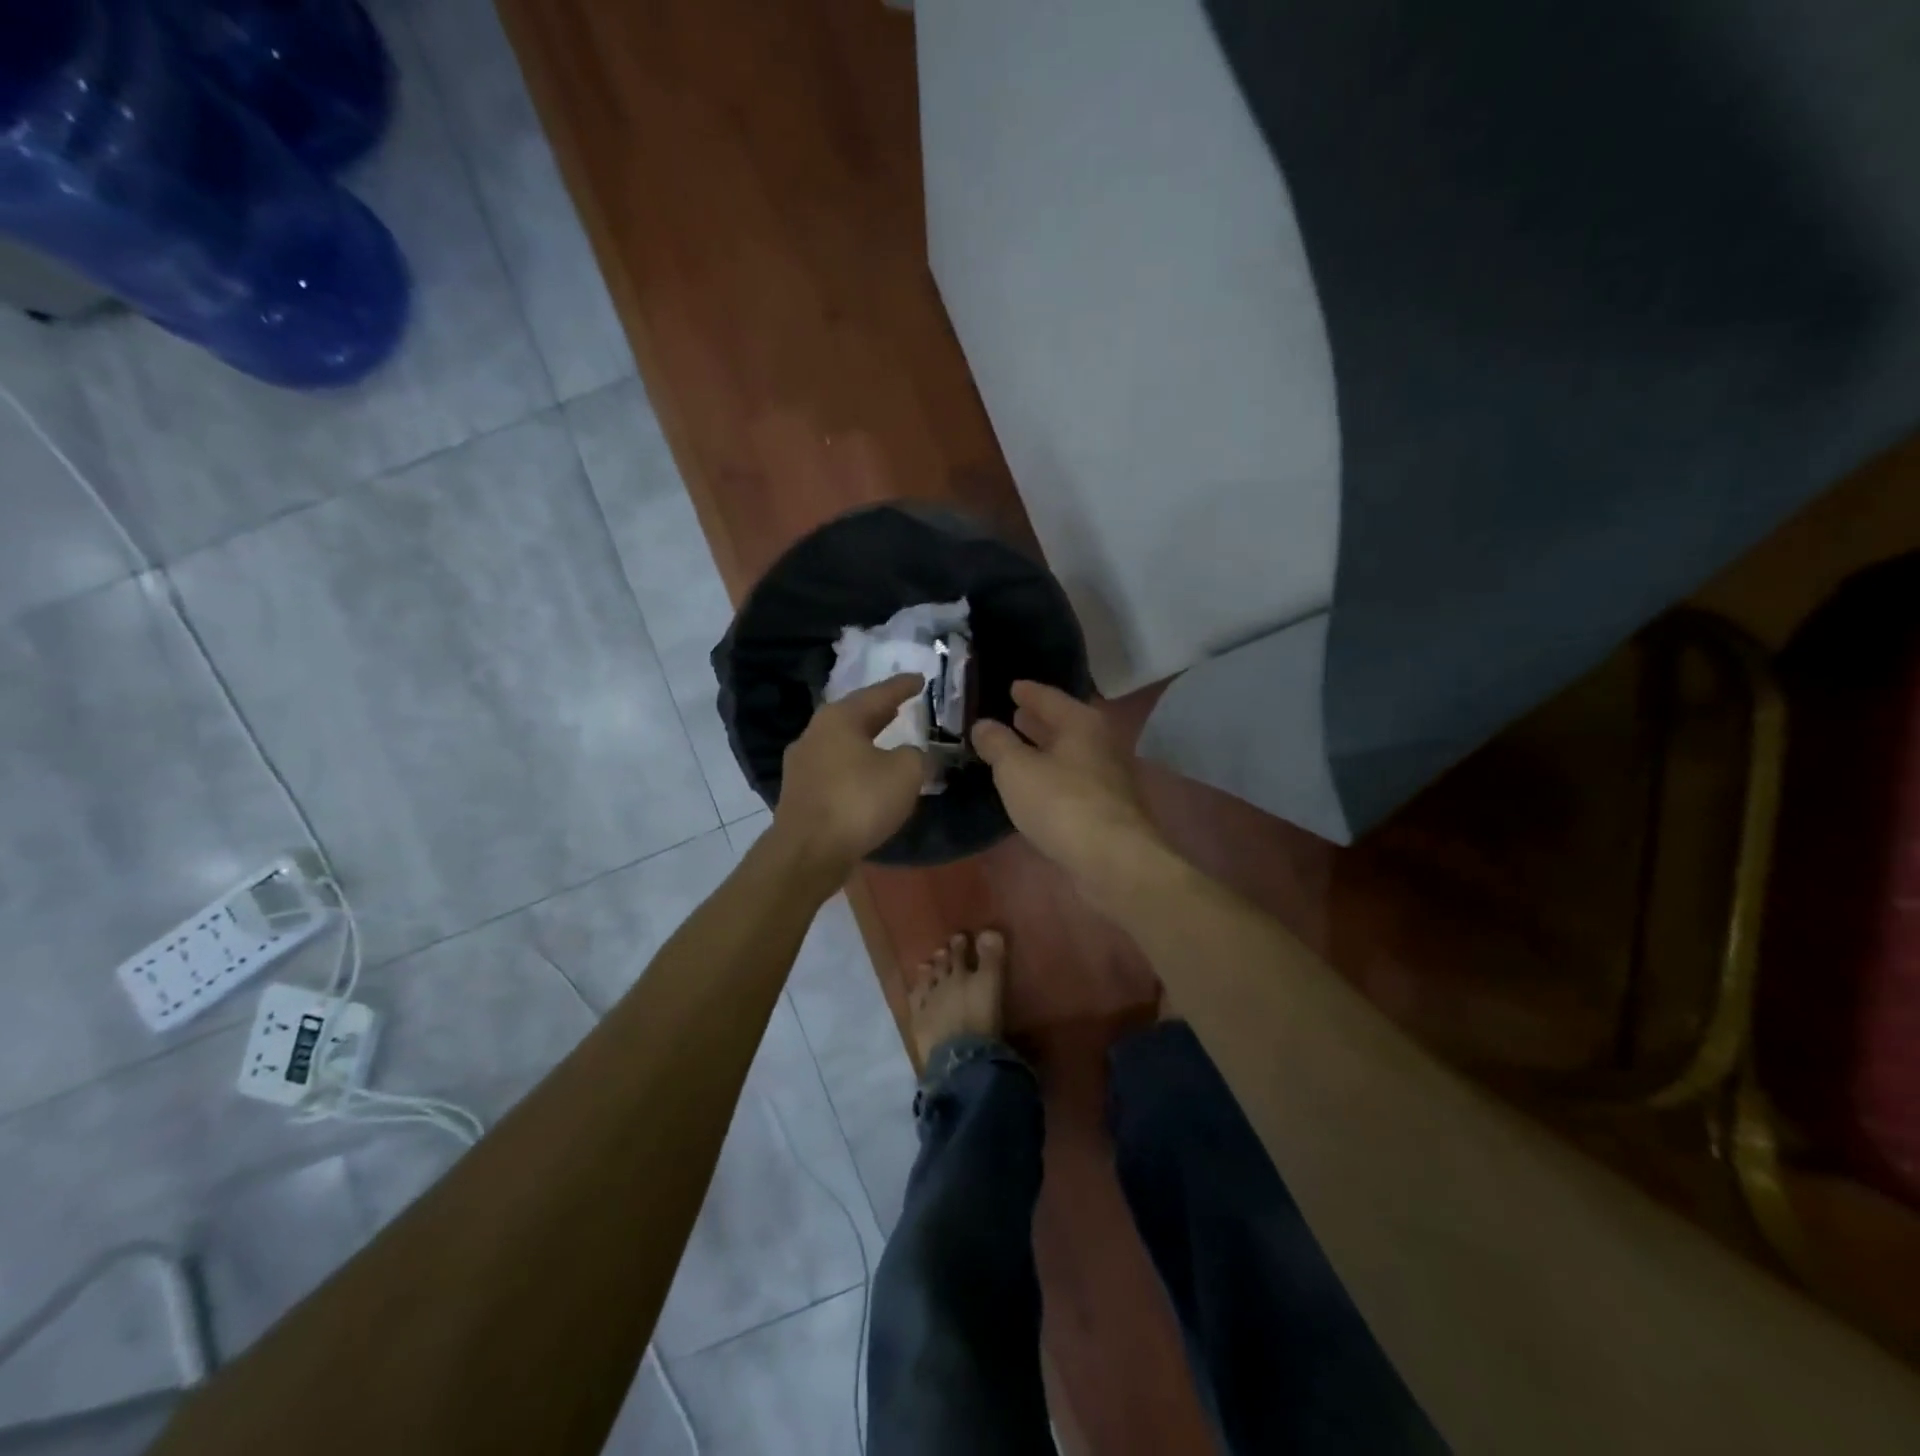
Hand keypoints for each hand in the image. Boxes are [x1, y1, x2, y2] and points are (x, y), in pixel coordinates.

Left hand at [771, 674, 926, 879]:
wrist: (808, 852)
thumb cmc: (858, 802)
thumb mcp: (905, 773)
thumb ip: (917, 756)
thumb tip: (913, 754)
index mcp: (839, 718)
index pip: (878, 694)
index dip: (902, 686)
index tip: (920, 679)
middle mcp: (815, 733)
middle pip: (854, 716)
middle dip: (880, 712)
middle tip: (901, 706)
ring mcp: (802, 764)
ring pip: (842, 742)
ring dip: (866, 739)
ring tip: (887, 738)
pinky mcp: (800, 793)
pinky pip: (835, 768)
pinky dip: (855, 765)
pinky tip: (868, 775)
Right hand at [972, 681, 1167, 893]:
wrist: (1112, 859)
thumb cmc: (1061, 803)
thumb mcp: (1016, 769)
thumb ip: (997, 744)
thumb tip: (983, 724)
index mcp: (1081, 723)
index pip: (1049, 697)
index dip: (1027, 692)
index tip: (1012, 686)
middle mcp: (1100, 743)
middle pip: (1063, 724)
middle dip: (1037, 720)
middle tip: (1012, 714)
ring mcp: (1108, 777)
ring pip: (1069, 754)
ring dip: (1045, 750)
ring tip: (1017, 749)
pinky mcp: (1107, 808)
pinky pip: (1072, 781)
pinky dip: (1052, 776)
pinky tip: (1035, 786)